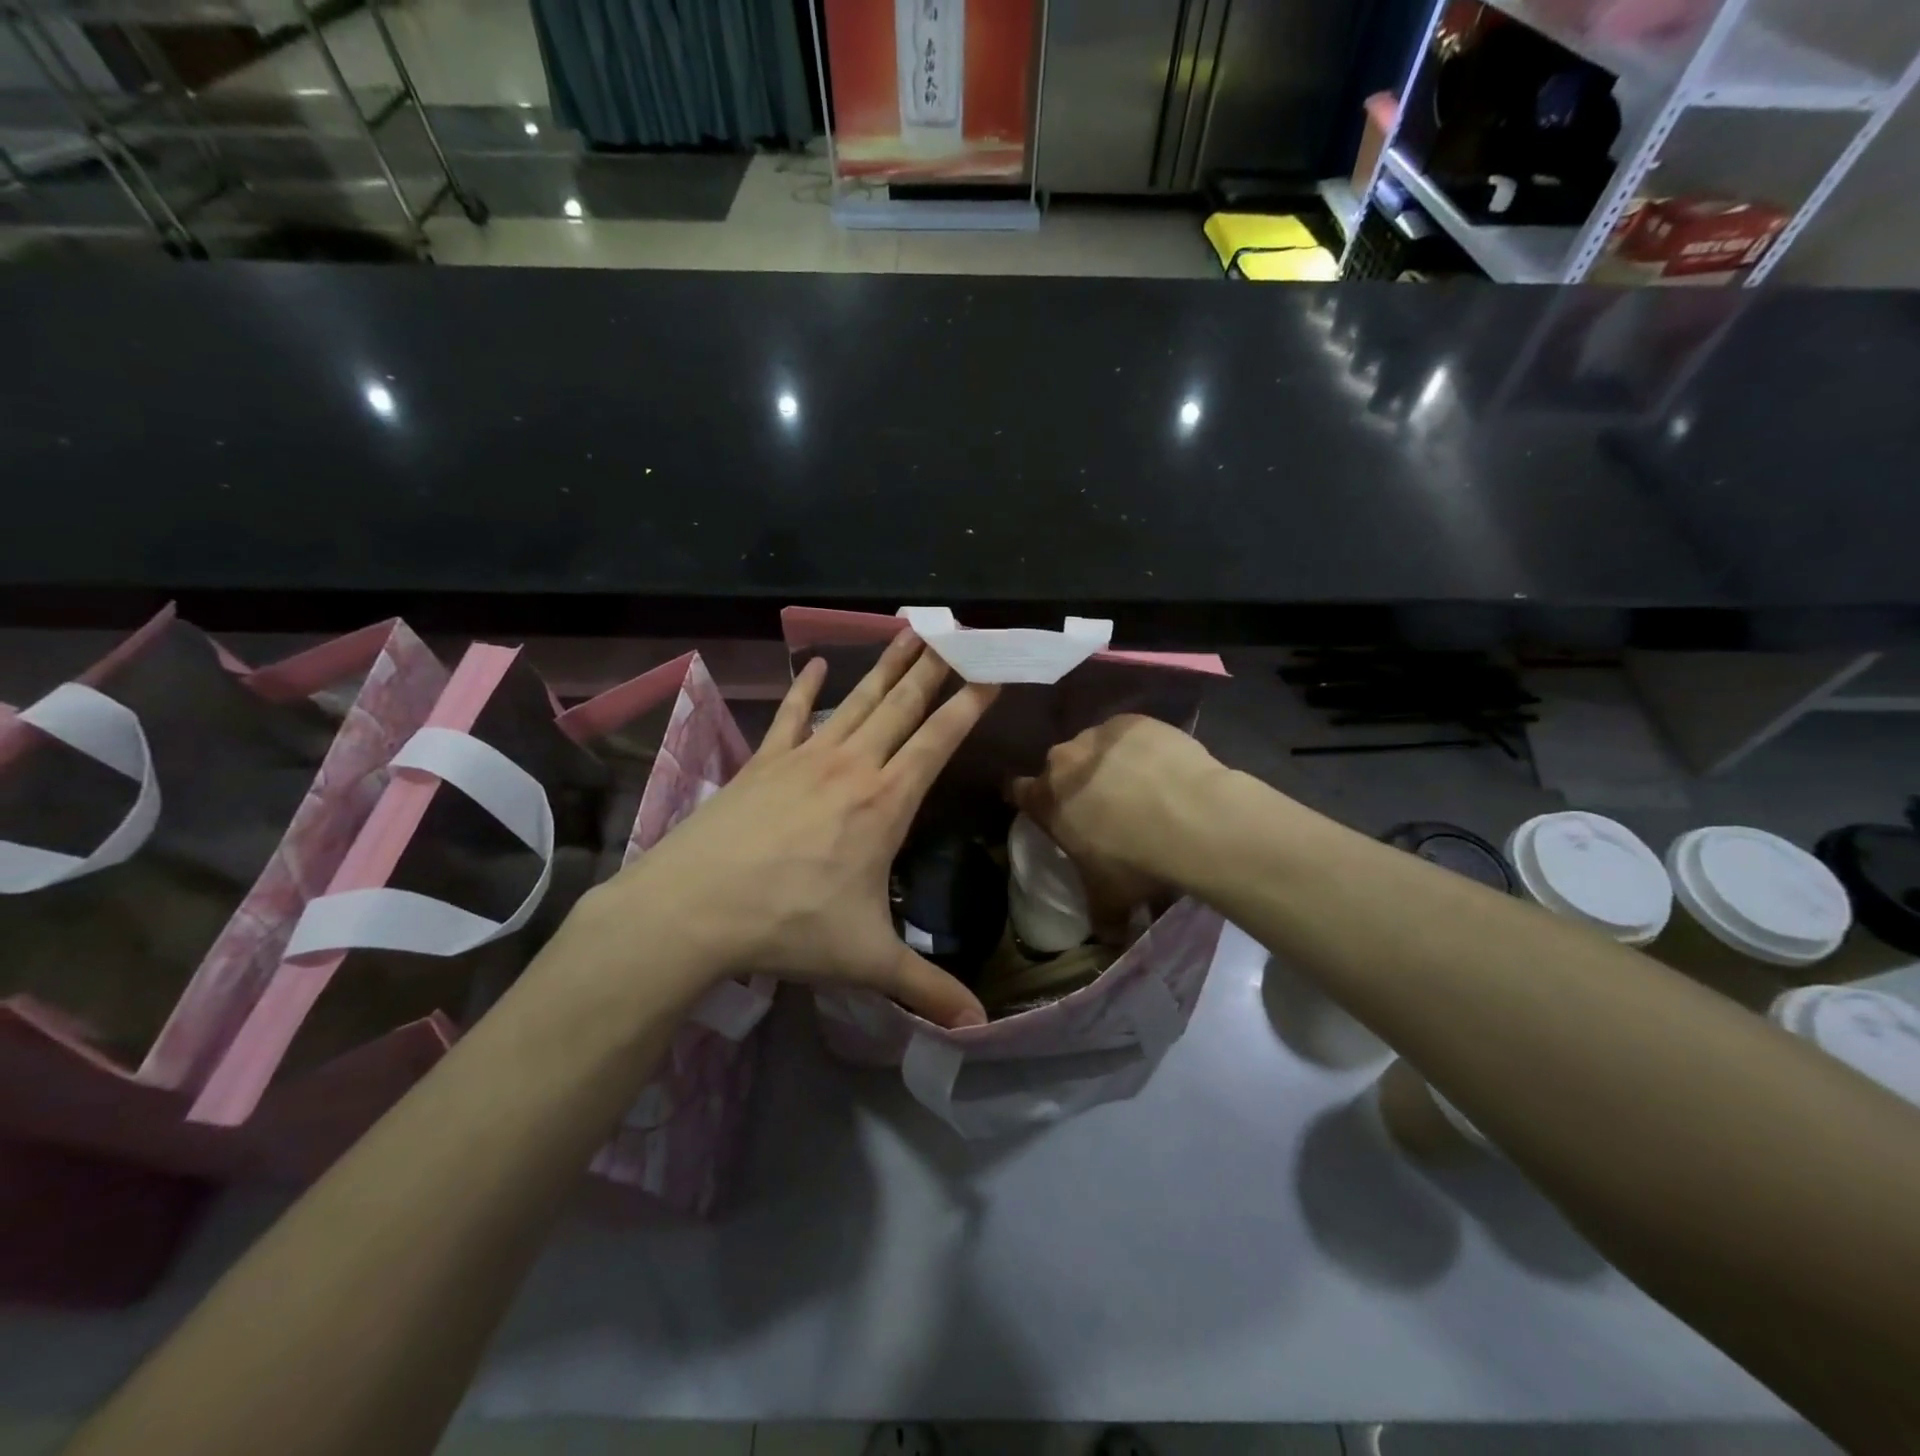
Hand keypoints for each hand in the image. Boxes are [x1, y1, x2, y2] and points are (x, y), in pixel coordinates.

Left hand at [603, 631, 997, 1028]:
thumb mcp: (866, 960)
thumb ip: (925, 988)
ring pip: (855, 700)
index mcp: (885, 802)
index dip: (969, 704)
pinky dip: (802, 688)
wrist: (693, 909)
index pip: (939, 741)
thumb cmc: (789, 926)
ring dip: (884, 666)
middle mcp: (851, 766)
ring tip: (908, 631)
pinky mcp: (763, 762)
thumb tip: (979, 1028)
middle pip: (902, 705)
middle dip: (934, 666)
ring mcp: (804, 758)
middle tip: (956, 630)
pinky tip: (813, 663)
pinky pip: (790, 715)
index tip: (991, 671)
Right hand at [1009, 714, 1222, 930]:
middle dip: (1076, 783)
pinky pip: (1130, 734)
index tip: (1048, 811)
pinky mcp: (1134, 721)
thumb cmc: (1136, 861)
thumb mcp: (1111, 899)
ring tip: (1142, 787)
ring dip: (1109, 763)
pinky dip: (1141, 748)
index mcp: (1046, 800)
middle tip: (1105, 806)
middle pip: (1060, 767)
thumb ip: (1101, 917)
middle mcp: (1063, 760)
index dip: (1031, 801)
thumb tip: (1108, 938)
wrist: (1192, 817)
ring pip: (1095, 747)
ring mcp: (1098, 735)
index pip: (1018, 791)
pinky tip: (1164, 768)